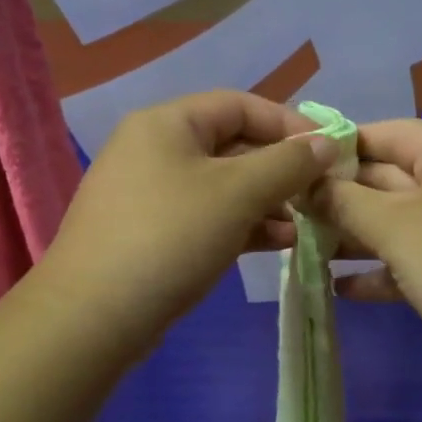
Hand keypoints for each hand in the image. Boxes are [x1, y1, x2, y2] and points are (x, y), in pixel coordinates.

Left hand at [38, 91, 341, 346]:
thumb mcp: (237, 194)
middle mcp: (152, 149)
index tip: (327, 151)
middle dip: (278, 169)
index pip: (239, 105)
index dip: (287, 123)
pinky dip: (240, 224)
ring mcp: (147, 193)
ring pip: (220, 186)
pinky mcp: (148, 233)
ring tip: (302, 224)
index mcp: (166, 123)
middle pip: (230, 145)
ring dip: (264, 201)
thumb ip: (287, 163)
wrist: (93, 315)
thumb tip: (327, 142)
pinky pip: (204, 216)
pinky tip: (274, 242)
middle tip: (318, 194)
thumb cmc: (170, 237)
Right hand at [314, 120, 421, 376]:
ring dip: (361, 236)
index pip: (391, 133)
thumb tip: (310, 185)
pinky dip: (391, 267)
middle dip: (345, 198)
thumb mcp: (395, 230)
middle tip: (294, 213)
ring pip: (409, 220)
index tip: (298, 164)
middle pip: (397, 178)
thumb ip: (346, 202)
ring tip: (309, 250)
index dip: (341, 146)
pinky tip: (347, 290)